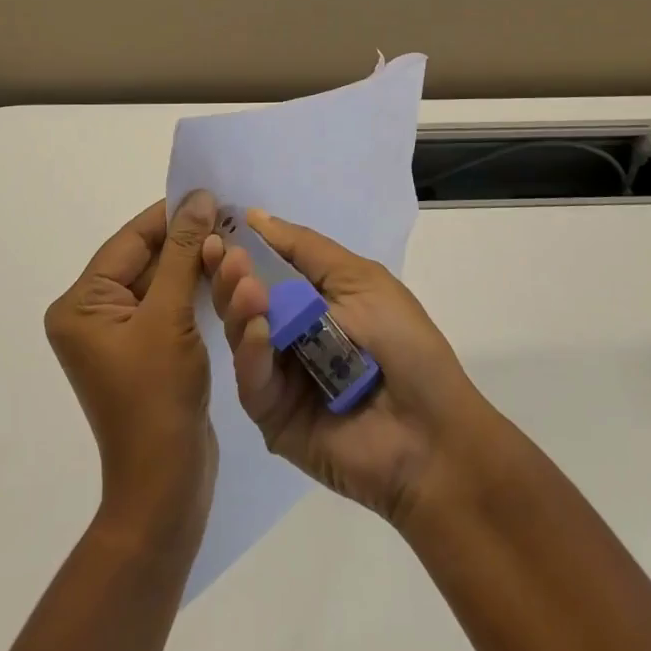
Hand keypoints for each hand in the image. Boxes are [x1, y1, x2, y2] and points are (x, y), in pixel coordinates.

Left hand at [45, 193, 219, 542]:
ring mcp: (118, 335)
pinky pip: (168, 307)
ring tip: (231, 241)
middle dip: (186, 241)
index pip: (128, 242)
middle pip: (143, 260)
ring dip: (194, 264)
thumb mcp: (170, 316)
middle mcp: (92, 315)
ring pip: (160, 282)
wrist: (166, 483)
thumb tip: (198, 198)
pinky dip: (193, 291)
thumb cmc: (158, 396)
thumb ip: (182, 253)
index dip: (169, 216)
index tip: (209, 194)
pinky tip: (222, 275)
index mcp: (81, 305)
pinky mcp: (144, 351)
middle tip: (228, 219)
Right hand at [203, 210, 500, 524]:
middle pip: (244, 300)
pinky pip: (251, 380)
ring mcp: (279, 376)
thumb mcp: (360, 279)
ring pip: (241, 335)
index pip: (265, 269)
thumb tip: (256, 217)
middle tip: (222, 253)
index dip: (242, 248)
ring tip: (245, 285)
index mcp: (313, 301)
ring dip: (239, 306)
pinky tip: (257, 329)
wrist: (431, 433)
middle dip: (232, 273)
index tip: (219, 224)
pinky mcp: (272, 416)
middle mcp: (290, 335)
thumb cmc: (404, 344)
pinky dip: (251, 352)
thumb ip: (305, 249)